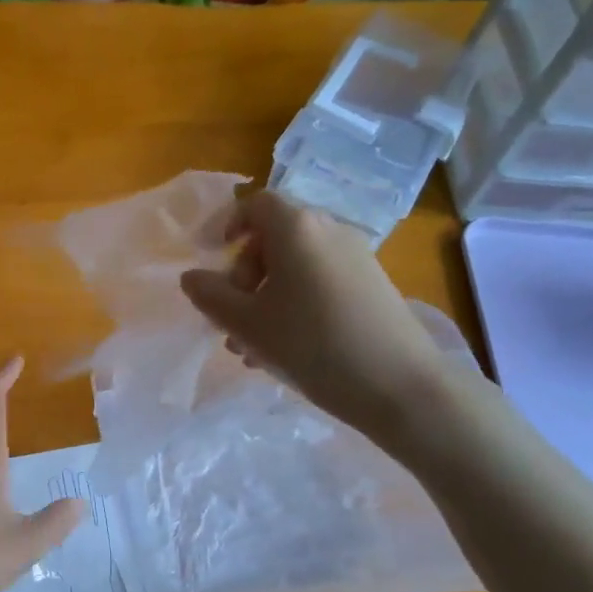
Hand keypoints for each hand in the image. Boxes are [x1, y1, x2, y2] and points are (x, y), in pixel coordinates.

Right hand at [179, 191, 457, 446]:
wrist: (401, 386)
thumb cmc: (313, 345)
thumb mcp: (248, 324)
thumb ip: (211, 296)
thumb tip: (191, 276)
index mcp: (296, 228)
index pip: (255, 204)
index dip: (227, 225)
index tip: (211, 257)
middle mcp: (329, 231)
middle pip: (273, 239)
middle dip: (243, 276)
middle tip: (230, 319)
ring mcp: (356, 259)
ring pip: (296, 268)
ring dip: (265, 298)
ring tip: (250, 348)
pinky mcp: (372, 287)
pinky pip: (320, 283)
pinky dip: (295, 305)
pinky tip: (286, 351)